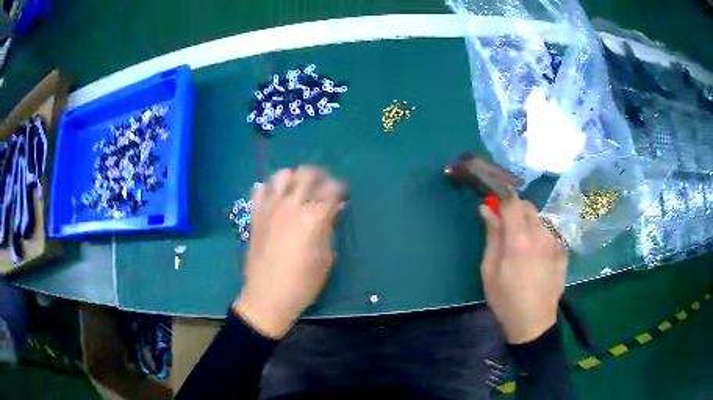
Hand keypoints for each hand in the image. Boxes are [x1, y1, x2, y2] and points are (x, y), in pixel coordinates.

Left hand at [233, 167, 346, 338]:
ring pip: (282, 175)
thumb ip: (329, 228)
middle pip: (307, 174)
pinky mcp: (255, 215)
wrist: (267, 297)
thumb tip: (335, 208)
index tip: (343, 195)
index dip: (340, 188)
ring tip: (298, 192)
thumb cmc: (302, 284)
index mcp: (312, 218)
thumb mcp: (325, 259)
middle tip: (323, 188)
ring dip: (294, 179)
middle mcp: (290, 206)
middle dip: (320, 176)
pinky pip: (259, 189)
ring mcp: (269, 209)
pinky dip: (270, 189)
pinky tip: (276, 201)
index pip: (331, 189)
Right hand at [479, 193, 567, 343]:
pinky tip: (537, 258)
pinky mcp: (563, 252)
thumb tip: (487, 209)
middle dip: (515, 210)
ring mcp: (555, 242)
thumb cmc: (505, 299)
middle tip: (506, 230)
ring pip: (540, 220)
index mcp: (519, 239)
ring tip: (523, 248)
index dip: (501, 196)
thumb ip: (491, 236)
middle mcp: (540, 234)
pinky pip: (550, 234)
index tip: (493, 203)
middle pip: (528, 206)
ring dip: (529, 224)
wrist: (533, 322)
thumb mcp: (490, 270)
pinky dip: (541, 237)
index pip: (512, 201)